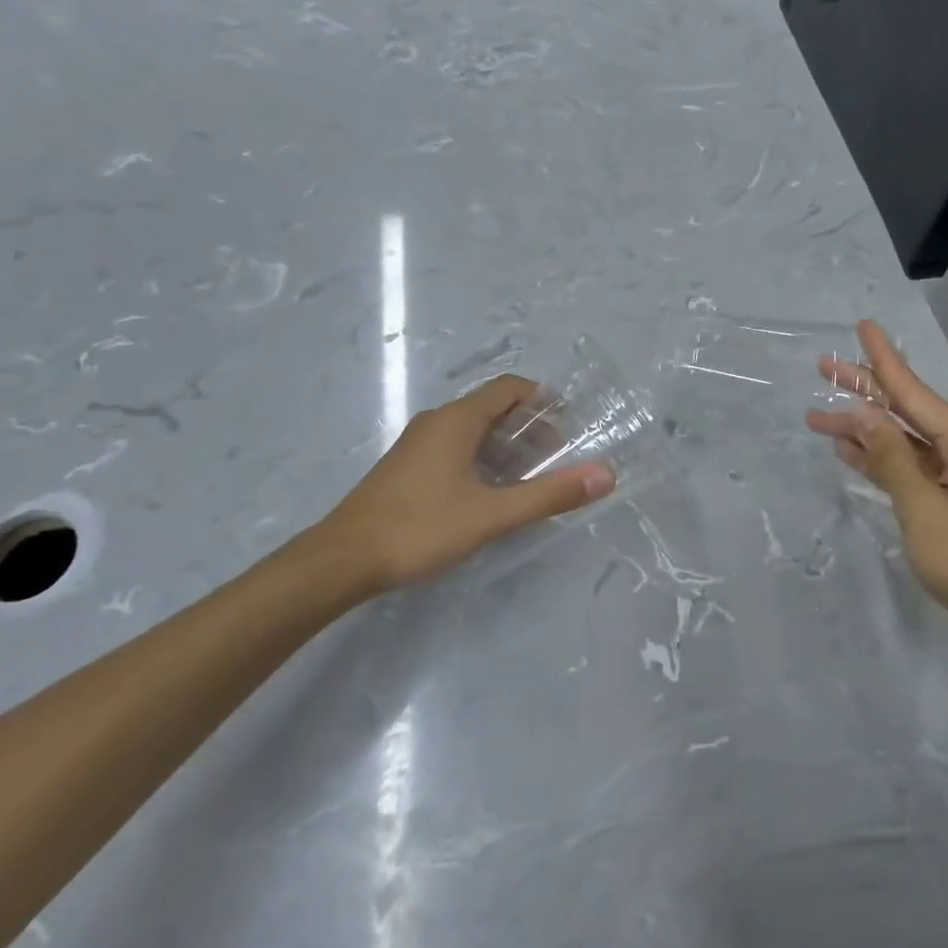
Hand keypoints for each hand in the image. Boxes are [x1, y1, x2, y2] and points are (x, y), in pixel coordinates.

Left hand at [294, 374, 615, 603]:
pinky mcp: (408, 467)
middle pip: (494, 408)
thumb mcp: (492, 514)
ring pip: (474, 431)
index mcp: (457, 420)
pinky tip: (491, 494)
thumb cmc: (420, 528)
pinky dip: (483, 459)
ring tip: (531, 479)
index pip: (510, 388)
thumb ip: (549, 494)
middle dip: (530, 428)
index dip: (543, 399)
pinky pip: (456, 448)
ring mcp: (418, 444)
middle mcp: (437, 422)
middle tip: (557, 460)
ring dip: (507, 447)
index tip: (571, 423)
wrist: (342, 559)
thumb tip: (605, 474)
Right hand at [806, 321, 947, 642]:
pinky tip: (848, 451)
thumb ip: (890, 457)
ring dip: (863, 431)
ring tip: (818, 418)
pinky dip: (880, 459)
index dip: (883, 359)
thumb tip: (862, 414)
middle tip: (823, 368)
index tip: (863, 326)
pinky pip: (909, 467)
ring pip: (902, 440)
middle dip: (863, 391)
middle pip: (905, 411)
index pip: (913, 391)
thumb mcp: (922, 507)